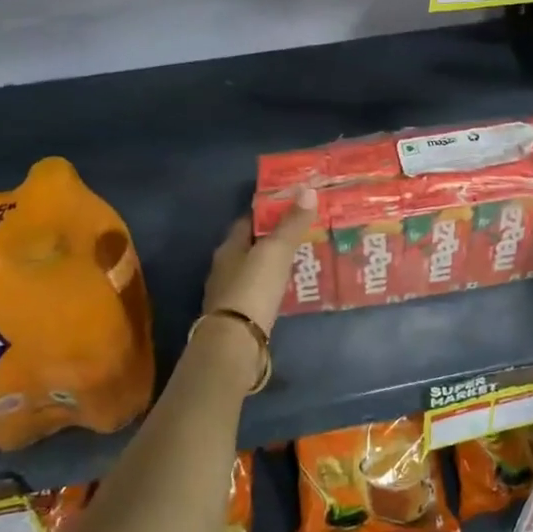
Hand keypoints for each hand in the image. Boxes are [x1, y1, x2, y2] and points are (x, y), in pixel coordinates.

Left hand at [203, 189, 317, 331]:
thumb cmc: (252, 288)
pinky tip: (289, 290)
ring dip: (273, 265)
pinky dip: (273, 288)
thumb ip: (291, 224)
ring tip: (302, 259)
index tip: (291, 206)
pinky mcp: (239, 317)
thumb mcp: (275, 251)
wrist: (235, 342)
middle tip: (303, 233)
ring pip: (255, 271)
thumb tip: (307, 190)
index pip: (248, 221)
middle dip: (273, 239)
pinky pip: (259, 293)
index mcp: (229, 247)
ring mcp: (230, 294)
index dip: (268, 212)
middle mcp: (225, 267)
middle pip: (251, 246)